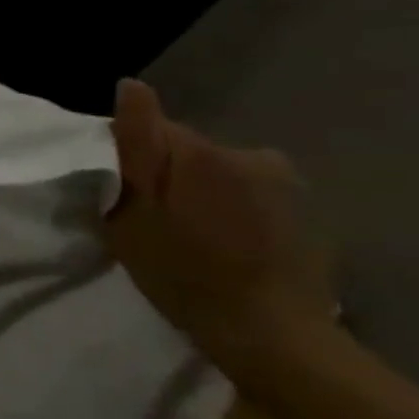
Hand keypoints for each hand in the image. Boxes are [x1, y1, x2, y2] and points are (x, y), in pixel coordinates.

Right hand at [106, 79, 334, 394]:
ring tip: (186, 236)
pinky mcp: (301, 209)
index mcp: (202, 150)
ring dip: (197, 192)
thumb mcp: (133, 211)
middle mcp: (248, 152)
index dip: (126, 158)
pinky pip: (246, 193)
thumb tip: (130, 85)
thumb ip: (134, 145)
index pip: (149, 128)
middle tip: (147, 220)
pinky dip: (229, 210)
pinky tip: (222, 244)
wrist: (270, 333)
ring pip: (215, 171)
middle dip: (164, 174)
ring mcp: (282, 181)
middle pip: (185, 149)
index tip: (116, 192)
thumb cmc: (182, 272)